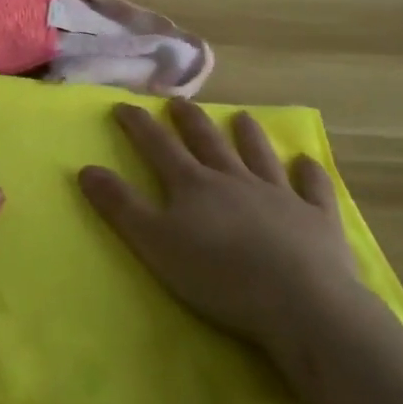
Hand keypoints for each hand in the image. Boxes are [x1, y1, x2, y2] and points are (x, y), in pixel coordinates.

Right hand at [79, 99, 364, 373]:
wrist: (301, 302)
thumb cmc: (219, 276)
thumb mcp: (155, 243)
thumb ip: (120, 206)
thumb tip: (85, 168)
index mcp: (193, 185)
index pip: (159, 145)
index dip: (139, 124)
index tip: (124, 105)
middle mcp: (234, 179)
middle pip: (208, 141)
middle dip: (190, 120)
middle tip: (180, 101)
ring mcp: (279, 195)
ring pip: (259, 155)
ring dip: (249, 135)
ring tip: (242, 116)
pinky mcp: (317, 218)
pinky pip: (313, 188)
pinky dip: (309, 173)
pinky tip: (307, 162)